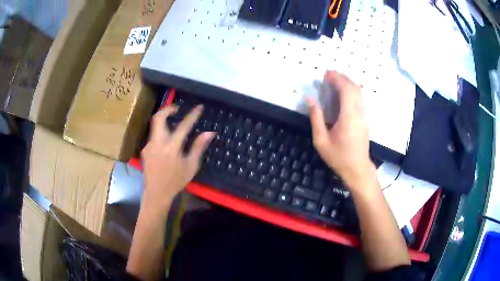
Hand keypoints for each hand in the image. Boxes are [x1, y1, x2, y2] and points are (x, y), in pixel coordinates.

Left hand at [141, 105, 214, 207]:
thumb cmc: (176, 181)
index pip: (183, 126)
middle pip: (158, 118)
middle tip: (177, 108)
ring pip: (154, 125)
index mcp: (172, 148)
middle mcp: (158, 143)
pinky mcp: (145, 150)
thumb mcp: (191, 166)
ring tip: (173, 123)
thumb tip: (209, 133)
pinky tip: (166, 141)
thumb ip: (198, 147)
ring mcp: (149, 146)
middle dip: (167, 109)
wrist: (156, 193)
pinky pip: (153, 136)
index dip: (192, 115)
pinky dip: (160, 132)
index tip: (199, 107)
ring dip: (163, 120)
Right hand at [307, 71, 375, 189]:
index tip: (326, 75)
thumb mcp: (321, 141)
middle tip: (328, 75)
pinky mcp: (365, 118)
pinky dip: (352, 89)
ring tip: (335, 79)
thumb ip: (316, 118)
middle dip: (342, 77)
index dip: (337, 79)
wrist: (357, 169)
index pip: (346, 91)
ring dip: (348, 82)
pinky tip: (344, 91)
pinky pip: (361, 98)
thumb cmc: (339, 157)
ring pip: (359, 92)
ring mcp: (364, 115)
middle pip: (354, 88)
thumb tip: (309, 99)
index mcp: (348, 117)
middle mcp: (359, 113)